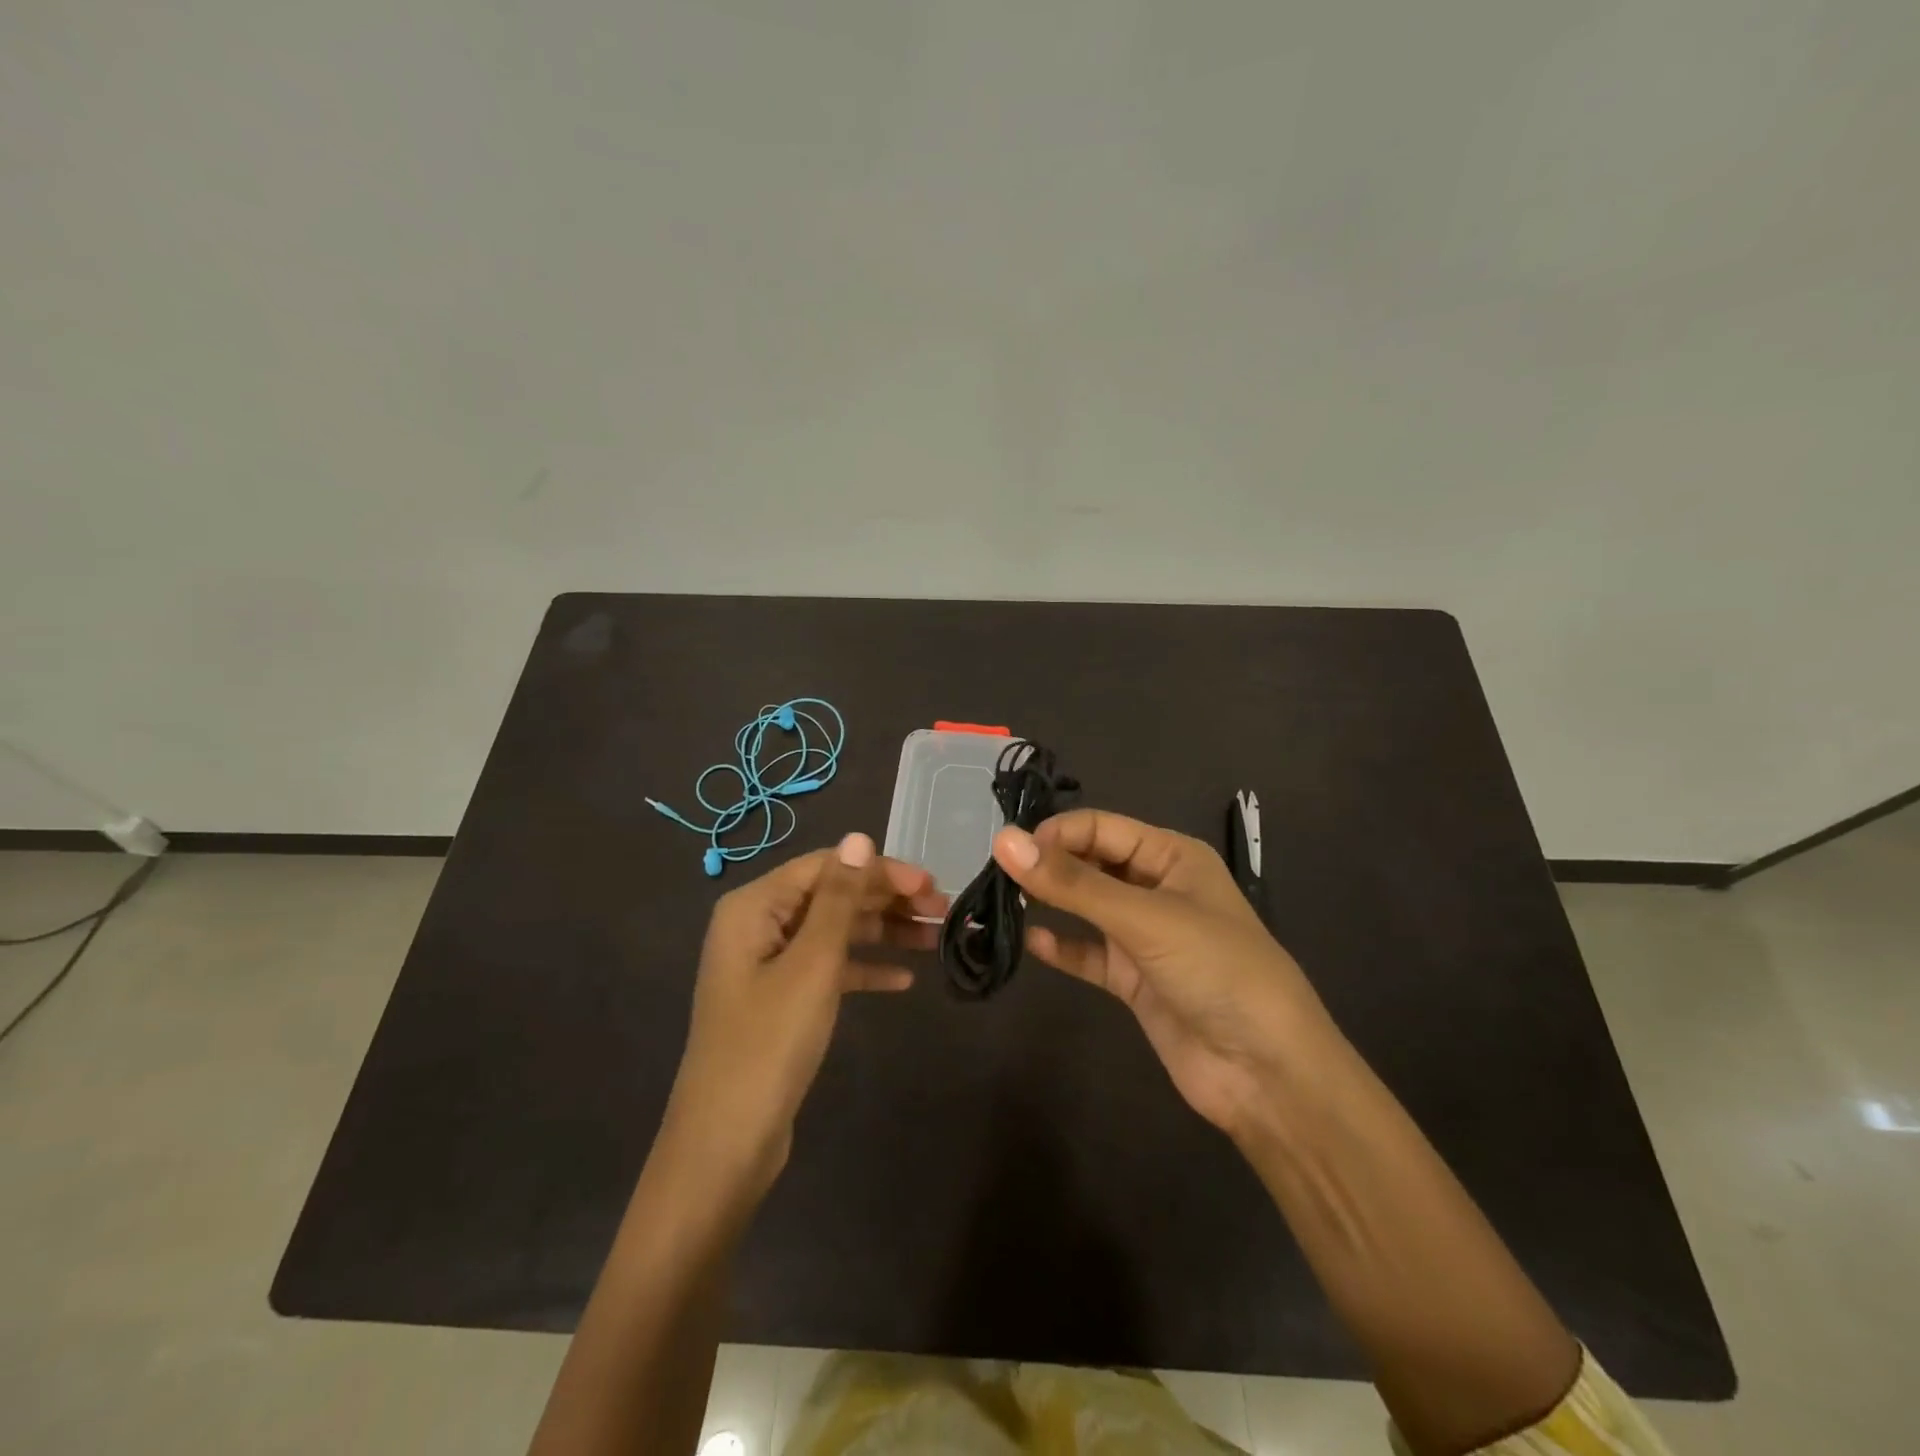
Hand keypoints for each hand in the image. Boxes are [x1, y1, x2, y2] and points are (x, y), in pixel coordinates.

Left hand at [657, 832, 943, 1198]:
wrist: (726, 1144)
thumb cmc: (769, 1042)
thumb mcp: (812, 964)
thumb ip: (839, 898)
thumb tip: (859, 838)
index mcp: (754, 906)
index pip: (827, 867)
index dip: (881, 870)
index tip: (931, 884)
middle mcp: (758, 925)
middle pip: (832, 896)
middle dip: (886, 900)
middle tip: (942, 910)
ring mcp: (768, 965)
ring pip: (835, 933)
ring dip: (883, 933)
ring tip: (936, 939)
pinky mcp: (781, 1001)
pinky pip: (829, 970)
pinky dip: (864, 969)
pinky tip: (903, 980)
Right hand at [991, 810, 1340, 1143]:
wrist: (1267, 1073)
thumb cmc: (1217, 971)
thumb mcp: (1145, 918)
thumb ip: (1073, 883)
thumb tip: (1004, 840)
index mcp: (1173, 857)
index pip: (1102, 828)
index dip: (1057, 833)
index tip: (1010, 852)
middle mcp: (1158, 889)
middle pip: (1092, 863)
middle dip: (1049, 865)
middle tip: (997, 876)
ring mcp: (1145, 937)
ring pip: (1087, 908)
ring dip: (1051, 903)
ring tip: (1003, 902)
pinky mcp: (1135, 980)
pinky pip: (1089, 954)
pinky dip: (1063, 948)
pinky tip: (1031, 943)